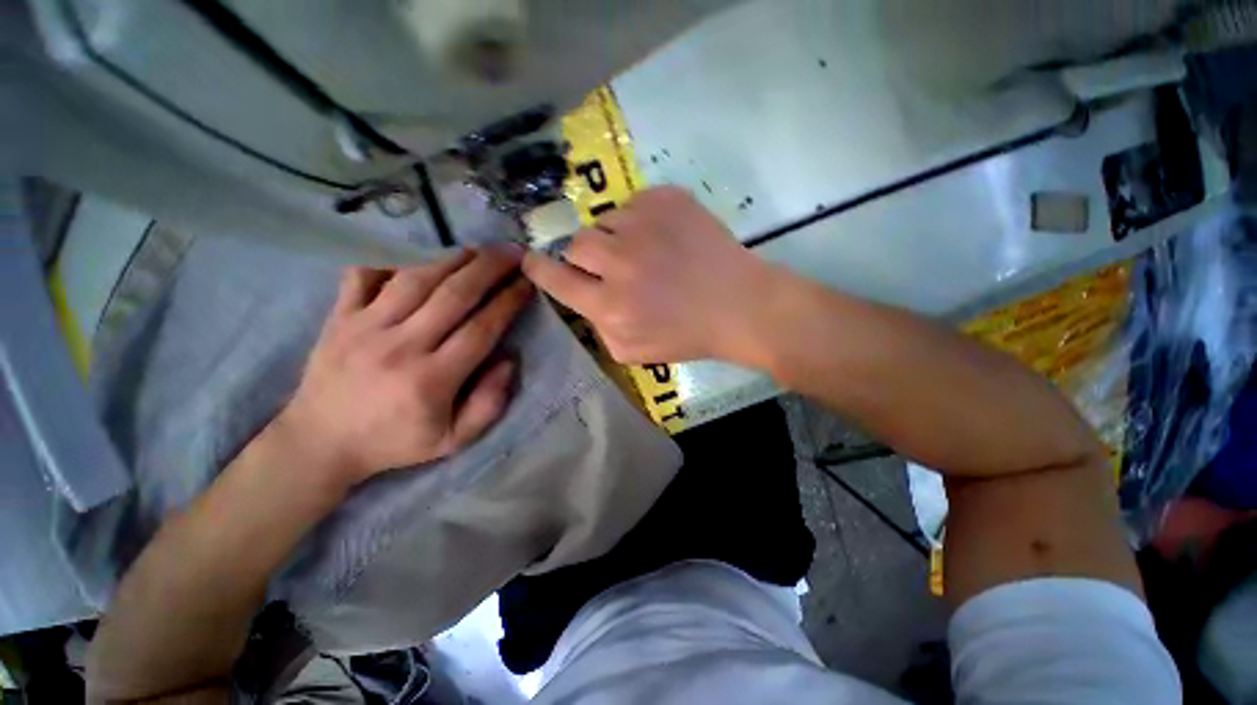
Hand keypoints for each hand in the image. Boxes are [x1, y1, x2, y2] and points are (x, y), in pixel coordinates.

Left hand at [272, 245, 533, 488]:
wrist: (319, 443)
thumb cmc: (394, 442)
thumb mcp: (453, 440)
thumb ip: (489, 404)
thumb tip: (508, 360)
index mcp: (432, 379)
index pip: (482, 328)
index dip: (509, 301)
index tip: (529, 282)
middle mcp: (400, 346)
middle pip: (454, 294)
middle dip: (490, 268)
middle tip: (513, 251)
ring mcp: (364, 327)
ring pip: (415, 278)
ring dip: (452, 258)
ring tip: (478, 249)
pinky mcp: (338, 317)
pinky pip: (363, 275)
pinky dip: (390, 260)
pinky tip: (415, 256)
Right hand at [522, 186, 776, 363]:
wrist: (739, 305)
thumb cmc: (688, 335)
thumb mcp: (634, 352)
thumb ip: (599, 329)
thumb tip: (585, 299)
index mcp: (610, 305)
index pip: (556, 279)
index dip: (539, 269)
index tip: (530, 260)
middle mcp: (619, 262)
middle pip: (576, 244)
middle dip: (587, 256)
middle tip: (612, 264)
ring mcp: (643, 224)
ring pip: (605, 221)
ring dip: (616, 237)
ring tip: (644, 252)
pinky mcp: (665, 199)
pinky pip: (633, 204)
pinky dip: (640, 221)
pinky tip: (664, 238)